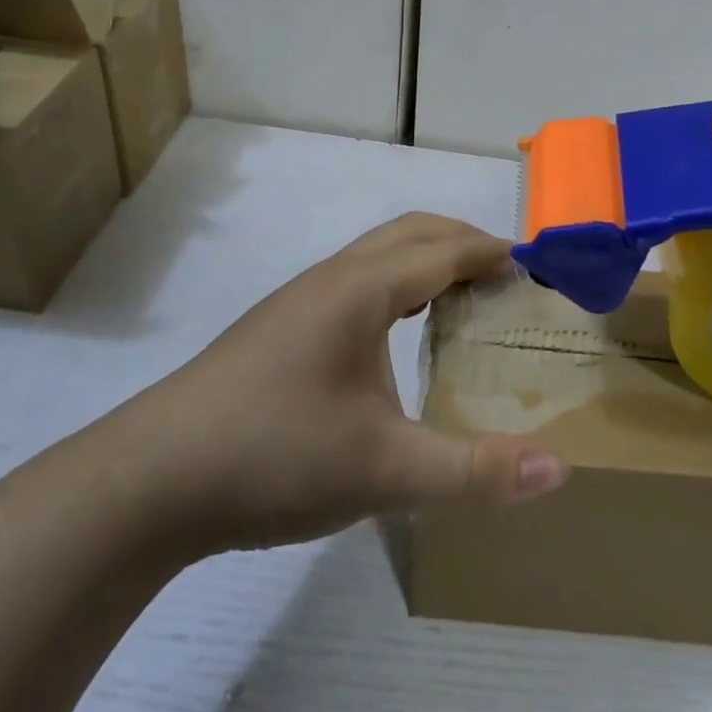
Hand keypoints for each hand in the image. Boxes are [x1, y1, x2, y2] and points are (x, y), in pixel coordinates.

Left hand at [91, 214, 569, 559]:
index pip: (444, 250)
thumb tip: (559, 471)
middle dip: (463, 242)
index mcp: (364, 289)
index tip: (533, 266)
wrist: (152, 478)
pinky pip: (356, 279)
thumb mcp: (385, 470)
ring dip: (425, 259)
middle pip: (412, 233)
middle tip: (505, 277)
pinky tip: (394, 333)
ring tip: (460, 299)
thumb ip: (474, 471)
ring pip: (378, 253)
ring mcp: (301, 298)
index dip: (492, 252)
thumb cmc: (276, 455)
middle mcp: (335, 277)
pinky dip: (395, 283)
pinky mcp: (280, 324)